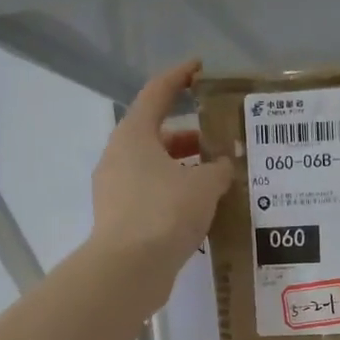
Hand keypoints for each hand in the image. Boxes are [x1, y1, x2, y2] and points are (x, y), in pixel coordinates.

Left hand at [90, 59, 232, 286]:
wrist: (129, 270)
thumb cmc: (165, 213)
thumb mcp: (203, 186)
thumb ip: (218, 169)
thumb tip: (223, 166)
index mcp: (134, 135)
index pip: (157, 93)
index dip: (180, 77)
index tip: (200, 69)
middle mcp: (119, 157)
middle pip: (156, 135)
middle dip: (189, 135)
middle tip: (219, 139)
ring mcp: (116, 190)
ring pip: (154, 169)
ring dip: (184, 169)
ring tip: (217, 178)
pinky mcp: (121, 220)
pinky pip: (152, 196)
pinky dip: (175, 195)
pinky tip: (201, 210)